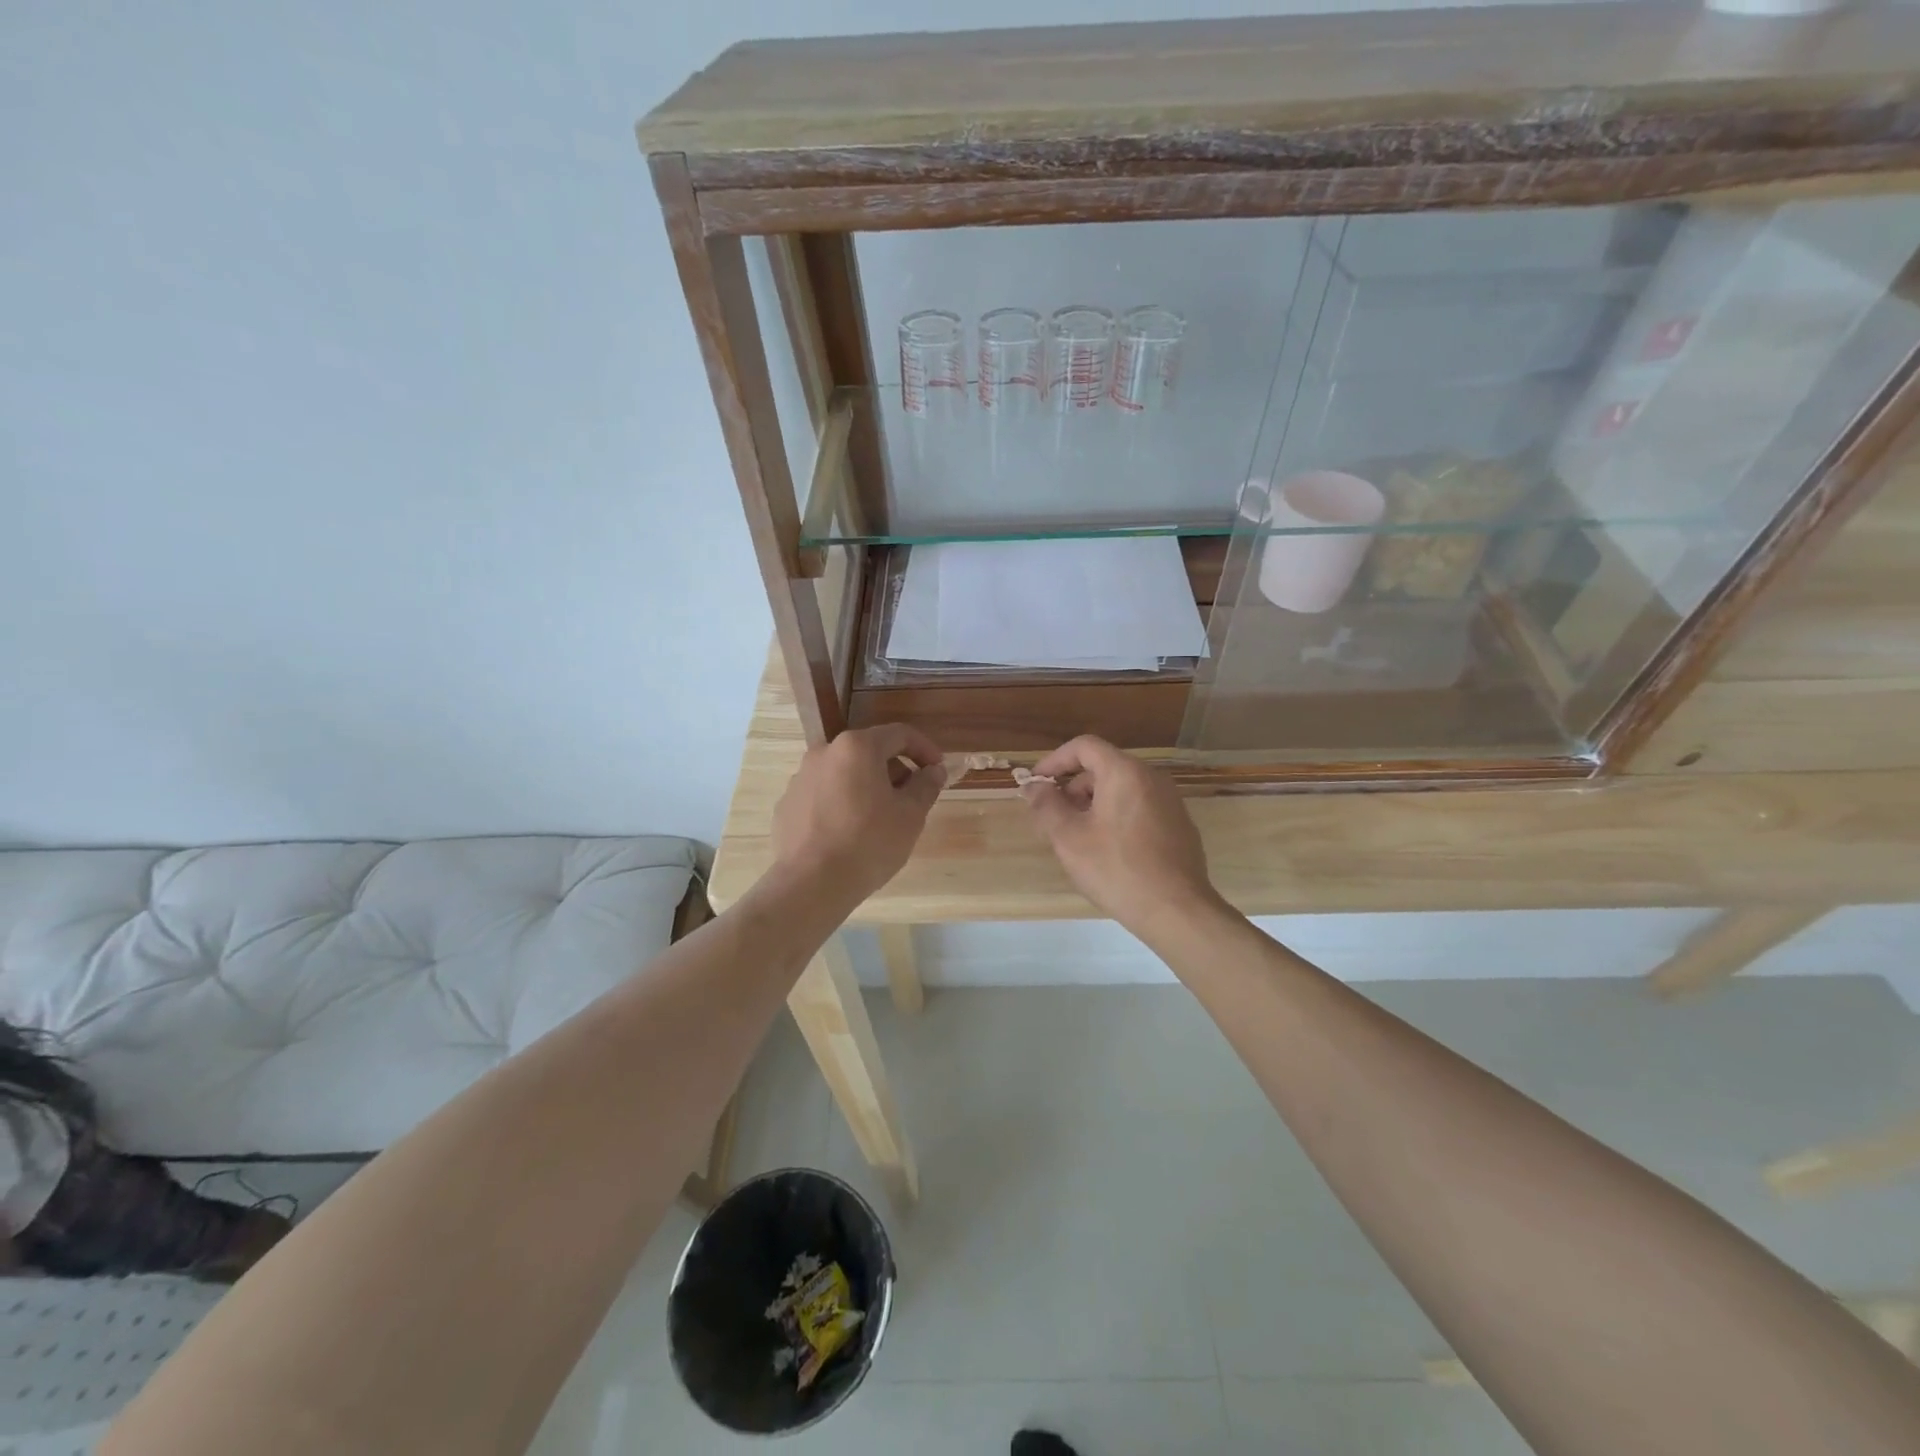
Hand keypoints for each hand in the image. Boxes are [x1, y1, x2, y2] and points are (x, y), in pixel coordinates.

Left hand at [771, 723, 946, 905]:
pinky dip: (843, 804)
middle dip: (895, 771)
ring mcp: (801, 778)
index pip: (900, 734)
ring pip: (845, 774)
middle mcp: (824, 753)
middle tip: (912, 800)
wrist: (811, 884)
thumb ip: (926, 785)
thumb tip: (934, 771)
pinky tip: (851, 834)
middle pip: (870, 752)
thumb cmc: (869, 843)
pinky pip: (824, 795)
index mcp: (857, 747)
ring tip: (881, 820)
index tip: (938, 770)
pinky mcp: (787, 804)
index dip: (925, 749)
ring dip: (868, 787)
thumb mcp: (910, 815)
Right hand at [1022, 736, 1220, 941]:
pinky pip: (1140, 807)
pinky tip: (1108, 851)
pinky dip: (1117, 816)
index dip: (1055, 760)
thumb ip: (1046, 806)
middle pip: (1104, 767)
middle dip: (1073, 787)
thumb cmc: (1116, 869)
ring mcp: (1170, 801)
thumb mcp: (1069, 838)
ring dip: (1093, 803)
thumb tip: (1034, 787)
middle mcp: (1151, 778)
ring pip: (1122, 789)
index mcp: (1124, 772)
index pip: (1084, 746)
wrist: (1176, 910)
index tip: (1037, 783)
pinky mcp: (1179, 825)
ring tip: (1077, 837)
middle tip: (1053, 817)